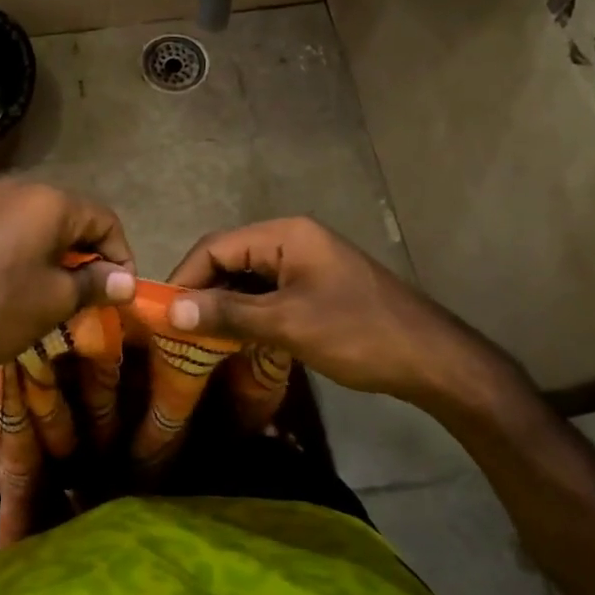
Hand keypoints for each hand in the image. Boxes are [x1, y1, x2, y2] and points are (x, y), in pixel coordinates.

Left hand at [0, 181, 135, 382]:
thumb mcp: (53, 301)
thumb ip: (95, 284)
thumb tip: (125, 281)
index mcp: (48, 201)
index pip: (104, 219)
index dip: (120, 256)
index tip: (119, 293)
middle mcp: (16, 188)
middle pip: (69, 217)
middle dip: (86, 255)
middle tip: (89, 296)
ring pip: (35, 223)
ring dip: (54, 253)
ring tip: (53, 294)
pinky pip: (5, 229)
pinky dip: (22, 251)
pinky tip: (13, 285)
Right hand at [165, 217, 522, 411]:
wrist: (433, 360)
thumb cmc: (358, 334)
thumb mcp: (287, 324)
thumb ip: (228, 314)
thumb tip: (171, 311)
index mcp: (285, 234)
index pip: (216, 246)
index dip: (185, 277)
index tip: (161, 312)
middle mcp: (292, 239)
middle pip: (230, 258)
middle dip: (202, 291)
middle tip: (176, 328)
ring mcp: (307, 262)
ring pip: (248, 277)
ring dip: (223, 304)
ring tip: (199, 336)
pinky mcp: (316, 286)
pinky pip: (268, 292)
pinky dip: (247, 311)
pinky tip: (235, 337)